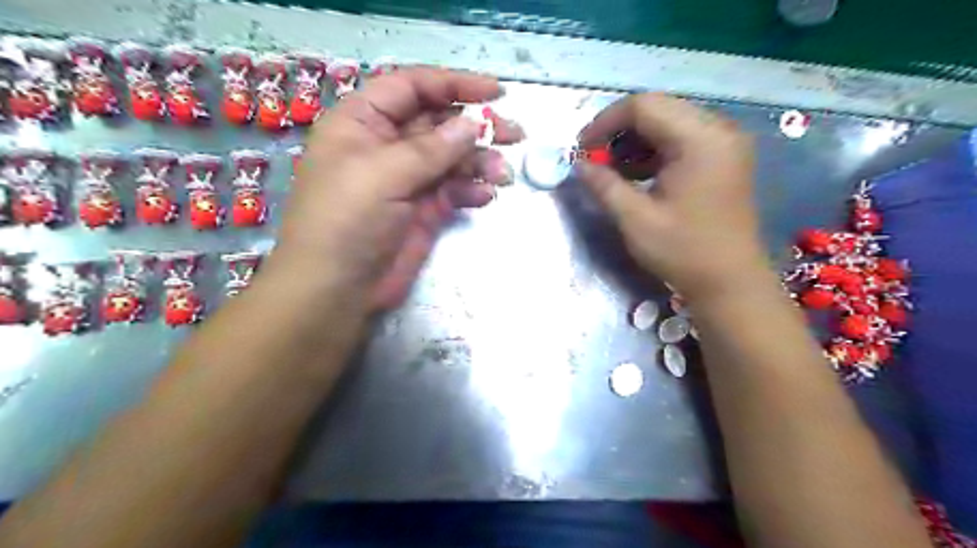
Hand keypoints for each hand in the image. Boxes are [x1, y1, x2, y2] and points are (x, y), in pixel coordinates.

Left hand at [271, 66, 522, 309]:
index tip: (495, 93)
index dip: (453, 84)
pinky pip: (454, 190)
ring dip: (480, 162)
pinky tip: (484, 197)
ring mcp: (407, 180)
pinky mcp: (424, 210)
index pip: (412, 87)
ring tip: (502, 175)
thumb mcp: (383, 175)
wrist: (338, 289)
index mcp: (363, 122)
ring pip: (452, 158)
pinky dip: (472, 190)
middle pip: (439, 122)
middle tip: (513, 135)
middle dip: (476, 126)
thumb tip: (475, 123)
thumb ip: (431, 148)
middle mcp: (387, 146)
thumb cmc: (346, 222)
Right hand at [574, 93, 766, 299]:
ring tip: (613, 170)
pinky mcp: (723, 157)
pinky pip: (682, 138)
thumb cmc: (683, 252)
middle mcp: (718, 130)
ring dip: (635, 141)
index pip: (643, 106)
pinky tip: (637, 174)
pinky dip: (654, 150)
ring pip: (668, 121)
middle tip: (595, 159)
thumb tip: (578, 164)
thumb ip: (604, 185)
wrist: (730, 282)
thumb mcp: (635, 220)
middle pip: (657, 109)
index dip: (604, 122)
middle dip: (618, 131)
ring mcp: (724, 142)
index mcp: (700, 139)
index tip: (582, 150)